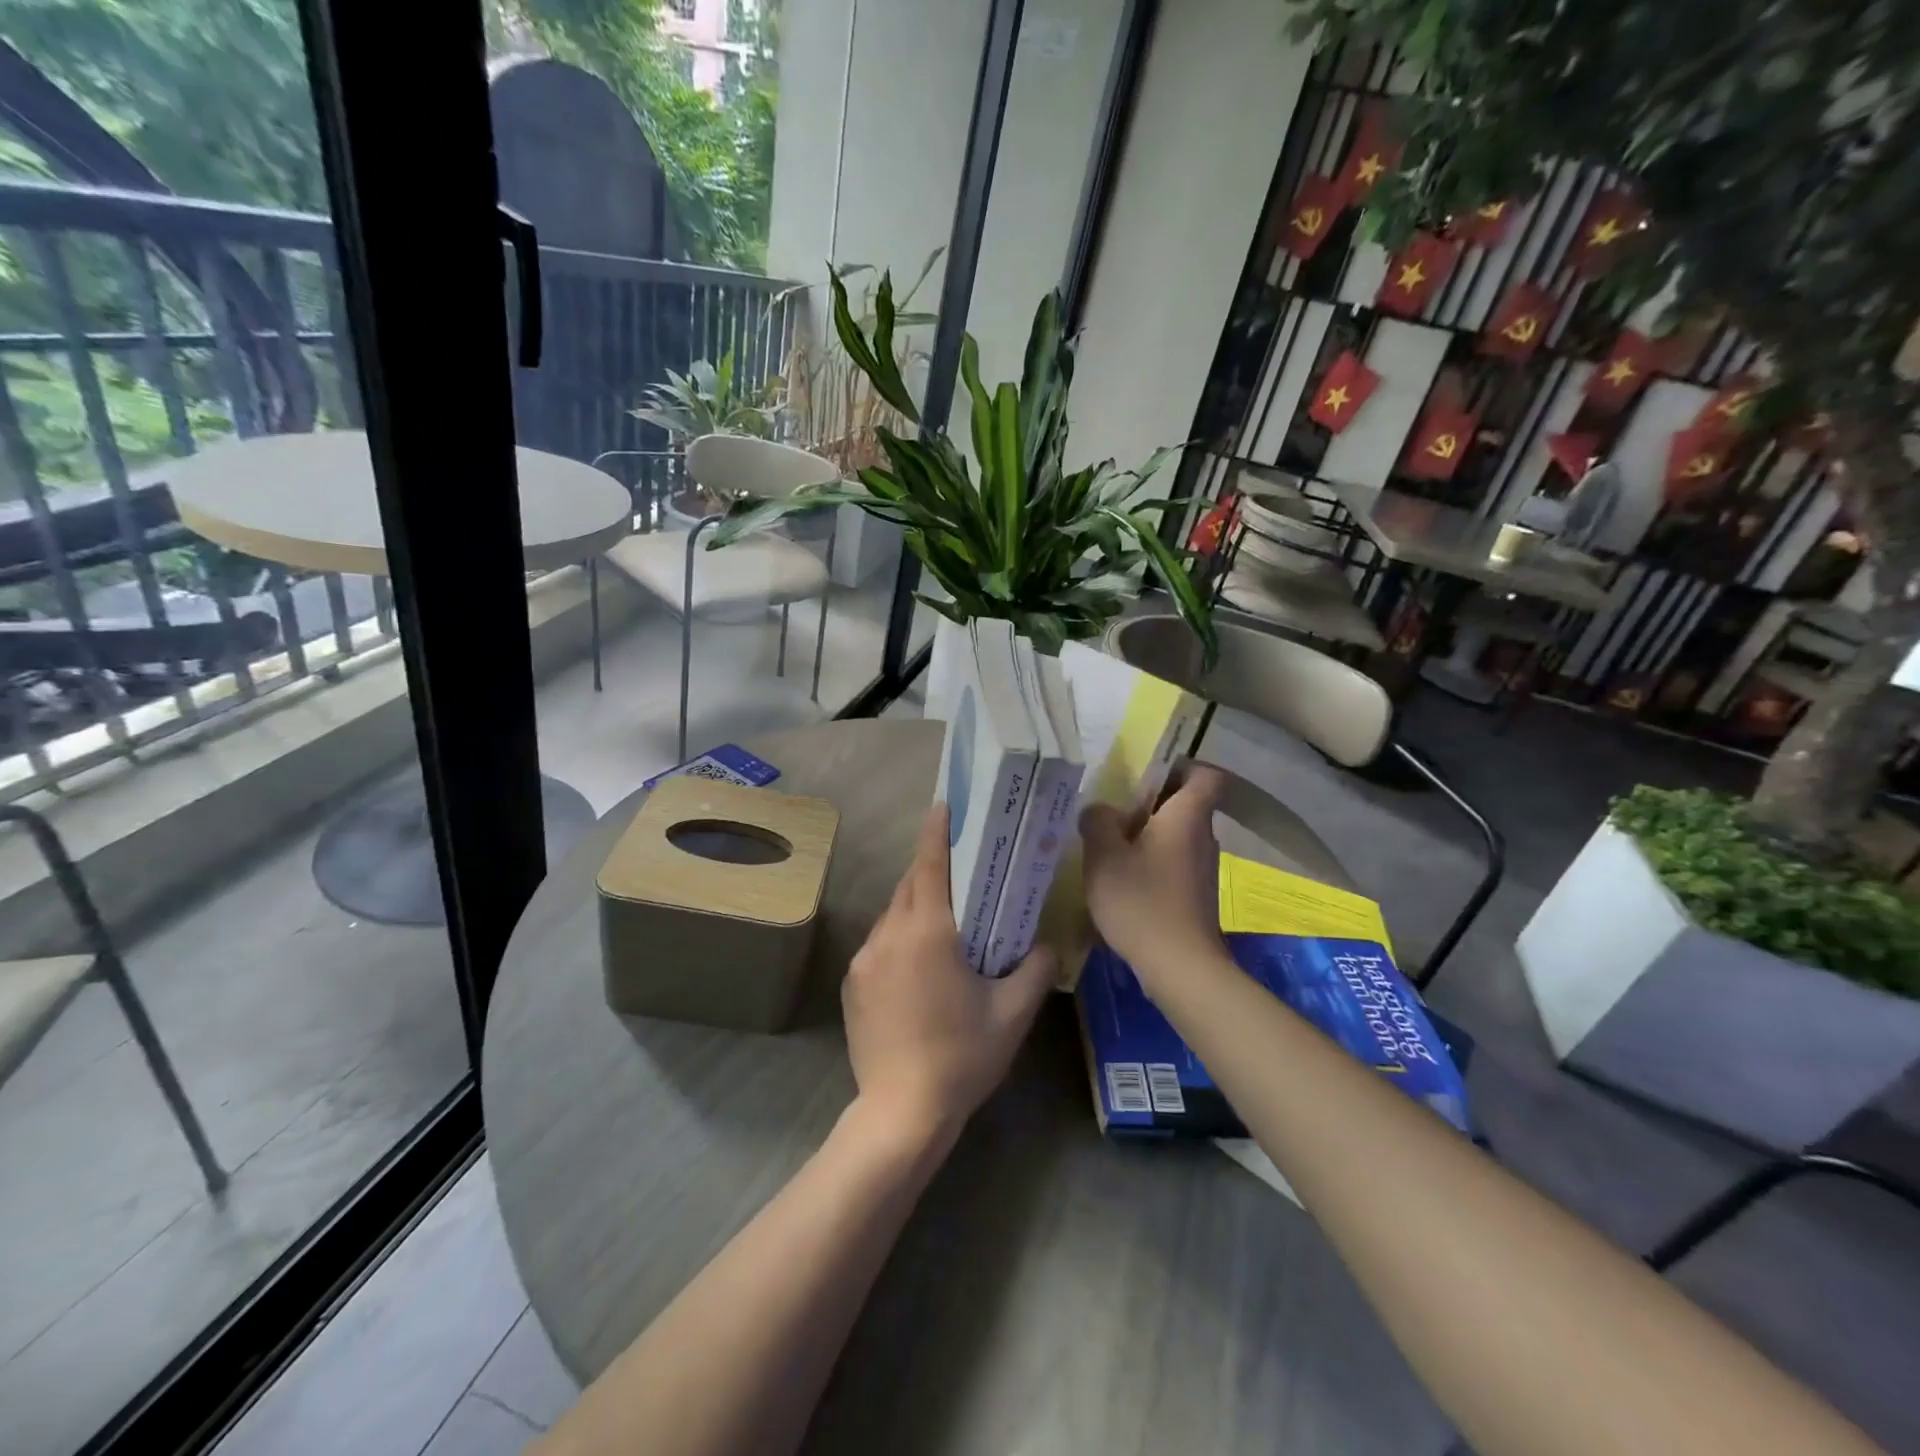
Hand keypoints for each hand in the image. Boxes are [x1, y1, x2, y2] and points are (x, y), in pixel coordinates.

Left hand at [842, 804, 1054, 1144]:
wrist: (901, 1112)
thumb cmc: (962, 1057)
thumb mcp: (1012, 1013)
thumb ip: (1035, 969)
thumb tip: (1046, 945)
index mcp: (928, 932)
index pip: (930, 865)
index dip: (937, 832)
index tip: (943, 806)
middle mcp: (889, 935)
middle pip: (909, 885)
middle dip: (930, 866)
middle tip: (958, 862)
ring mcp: (864, 959)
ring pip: (892, 914)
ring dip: (916, 905)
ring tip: (944, 918)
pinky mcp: (852, 983)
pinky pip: (879, 944)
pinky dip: (900, 937)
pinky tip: (920, 964)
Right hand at [1079, 764, 1226, 983]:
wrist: (1179, 967)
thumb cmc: (1141, 901)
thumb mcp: (1103, 855)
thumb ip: (1098, 822)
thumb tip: (1101, 810)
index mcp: (1187, 816)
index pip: (1205, 775)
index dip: (1180, 767)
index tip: (1146, 774)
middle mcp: (1203, 837)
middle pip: (1184, 805)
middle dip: (1150, 804)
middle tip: (1111, 811)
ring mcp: (1203, 869)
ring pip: (1176, 836)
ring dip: (1147, 836)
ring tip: (1109, 846)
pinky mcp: (1196, 895)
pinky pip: (1173, 863)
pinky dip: (1151, 863)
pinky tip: (1122, 880)